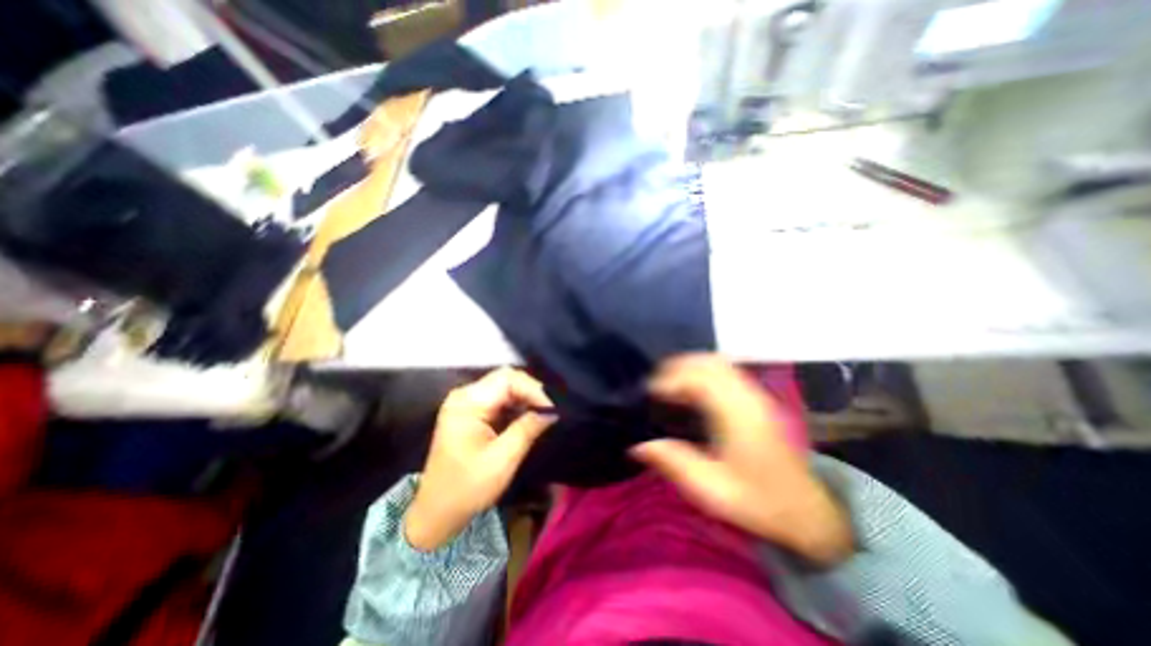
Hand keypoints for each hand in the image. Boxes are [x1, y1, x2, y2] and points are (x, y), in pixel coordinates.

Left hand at [405, 368, 557, 548]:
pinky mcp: (471, 411)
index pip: (507, 379)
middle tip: (551, 409)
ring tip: (544, 412)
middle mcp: (464, 395)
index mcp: (467, 403)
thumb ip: (527, 429)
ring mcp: (466, 402)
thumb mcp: (502, 460)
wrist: (436, 513)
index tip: (554, 408)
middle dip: (531, 392)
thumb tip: (552, 411)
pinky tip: (529, 416)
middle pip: (505, 379)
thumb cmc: (467, 488)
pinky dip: (517, 405)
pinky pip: (499, 398)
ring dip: (525, 398)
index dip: (534, 389)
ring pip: (504, 386)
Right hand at [628, 354, 851, 564]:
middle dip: (676, 368)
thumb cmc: (759, 501)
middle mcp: (749, 396)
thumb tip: (638, 445)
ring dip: (689, 366)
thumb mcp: (713, 491)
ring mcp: (755, 393)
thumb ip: (675, 463)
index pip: (700, 379)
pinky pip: (724, 369)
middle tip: (654, 387)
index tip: (648, 394)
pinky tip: (690, 389)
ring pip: (717, 362)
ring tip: (667, 385)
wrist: (807, 512)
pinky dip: (701, 370)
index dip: (670, 380)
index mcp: (739, 416)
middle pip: (708, 362)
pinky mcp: (756, 397)